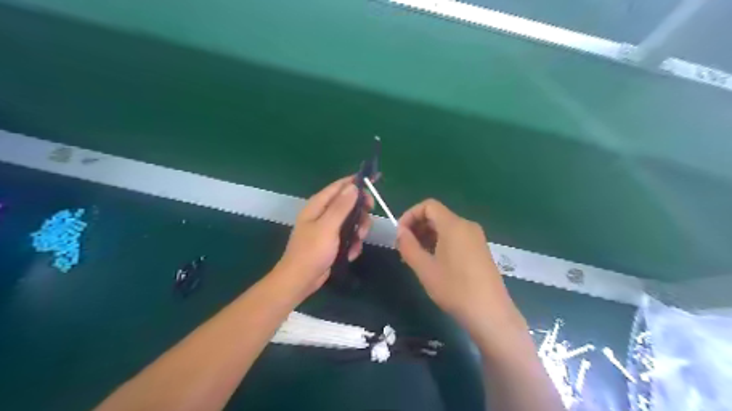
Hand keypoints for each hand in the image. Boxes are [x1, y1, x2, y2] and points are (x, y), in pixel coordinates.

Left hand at [277, 176, 373, 297]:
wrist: (300, 280)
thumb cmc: (312, 251)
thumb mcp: (327, 227)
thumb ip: (341, 206)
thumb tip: (353, 187)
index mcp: (318, 205)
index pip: (340, 186)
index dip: (356, 183)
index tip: (374, 184)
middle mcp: (324, 213)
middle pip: (349, 203)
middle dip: (360, 213)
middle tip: (366, 223)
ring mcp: (329, 227)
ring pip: (352, 221)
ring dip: (358, 231)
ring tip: (357, 243)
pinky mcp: (333, 241)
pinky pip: (349, 236)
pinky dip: (353, 244)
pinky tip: (351, 253)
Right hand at [398, 199, 523, 336]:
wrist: (490, 313)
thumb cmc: (454, 289)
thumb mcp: (425, 268)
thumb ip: (408, 246)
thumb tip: (400, 232)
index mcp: (454, 225)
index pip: (428, 206)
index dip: (410, 215)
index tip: (400, 234)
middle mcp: (467, 226)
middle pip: (437, 216)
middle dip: (418, 227)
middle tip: (405, 248)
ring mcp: (476, 238)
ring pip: (446, 227)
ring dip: (428, 236)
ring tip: (416, 257)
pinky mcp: (480, 250)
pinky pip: (456, 237)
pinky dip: (441, 243)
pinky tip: (434, 262)